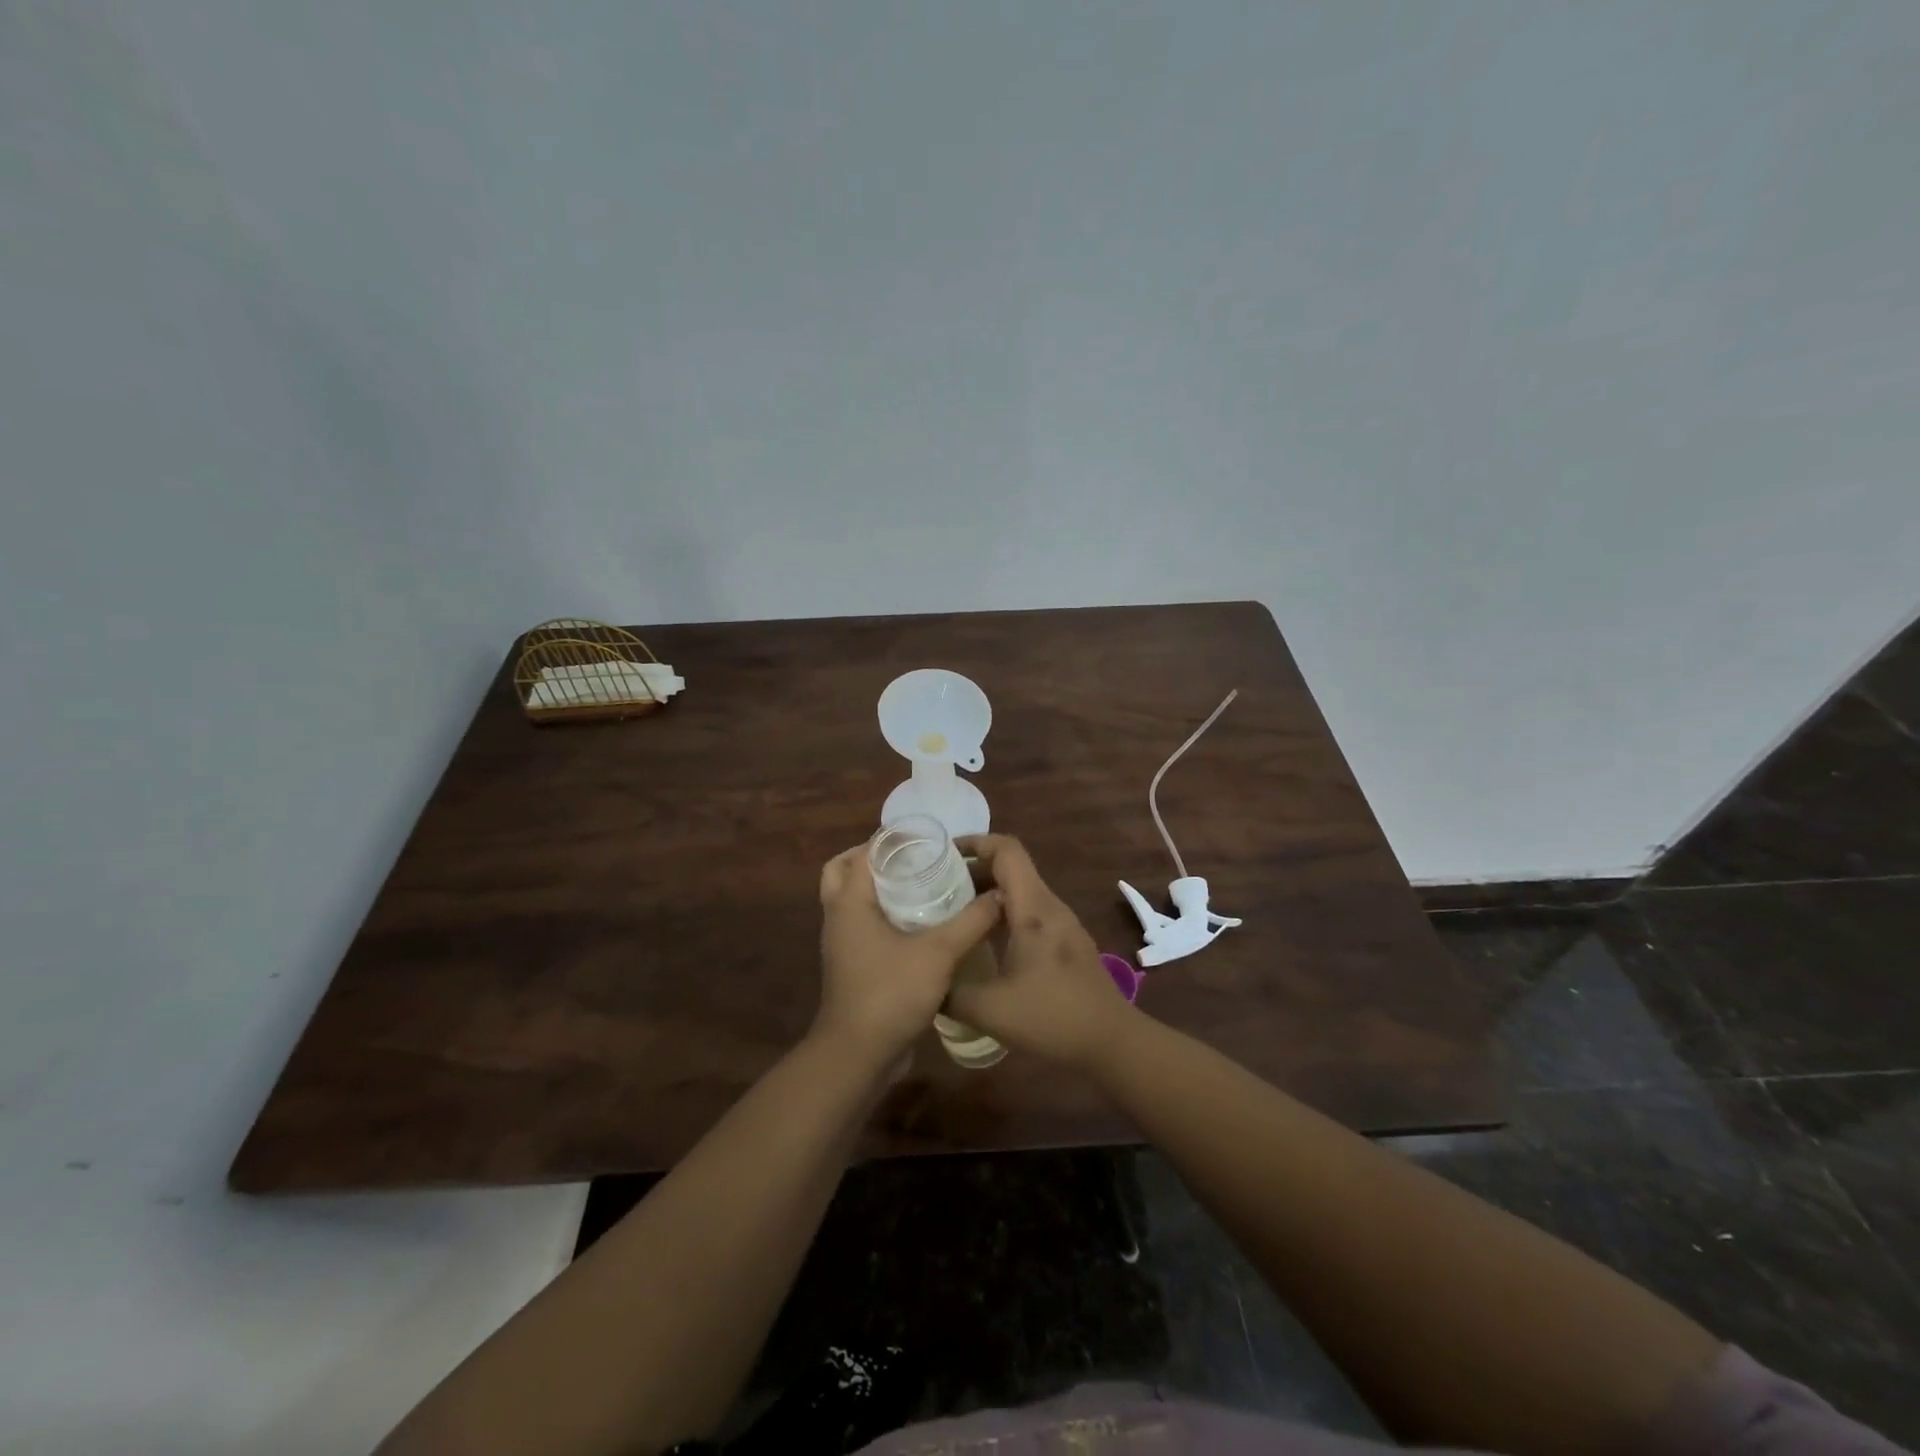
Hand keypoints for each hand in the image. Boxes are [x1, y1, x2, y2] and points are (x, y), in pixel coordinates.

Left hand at [812, 844, 1002, 1073]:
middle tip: (911, 859)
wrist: (858, 1055)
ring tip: (919, 886)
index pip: (864, 853)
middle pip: (843, 871)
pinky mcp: (851, 967)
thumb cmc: (891, 992)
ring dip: (876, 888)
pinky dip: (881, 916)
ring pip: (851, 901)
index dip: (892, 839)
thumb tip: (1000, 895)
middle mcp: (838, 917)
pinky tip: (919, 925)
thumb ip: (972, 921)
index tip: (926, 837)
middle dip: (873, 859)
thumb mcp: (940, 952)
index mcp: (850, 902)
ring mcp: (842, 944)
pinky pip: (861, 927)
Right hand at [947, 835, 1133, 1070]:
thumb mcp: (990, 1010)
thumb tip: (925, 982)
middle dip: (973, 870)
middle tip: (936, 888)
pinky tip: (984, 942)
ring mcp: (1062, 924)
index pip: (1006, 850)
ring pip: (1020, 892)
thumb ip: (951, 993)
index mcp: (1033, 908)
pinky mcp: (1066, 942)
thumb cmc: (1052, 1017)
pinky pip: (1030, 913)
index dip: (975, 842)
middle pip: (1011, 868)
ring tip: (953, 913)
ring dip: (987, 894)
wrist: (1112, 1042)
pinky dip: (1003, 914)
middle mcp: (1049, 906)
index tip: (943, 854)